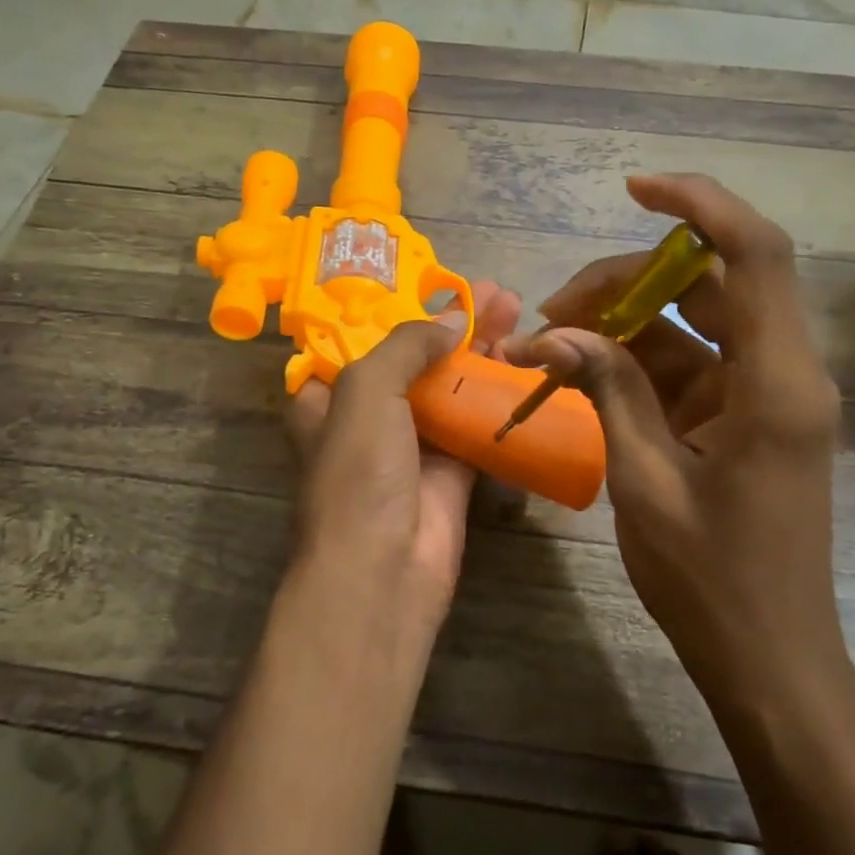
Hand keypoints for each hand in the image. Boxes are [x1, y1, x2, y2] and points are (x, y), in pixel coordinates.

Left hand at [285, 281, 523, 619]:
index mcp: (329, 397)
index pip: (363, 339)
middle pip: (417, 358)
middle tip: (497, 293)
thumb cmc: (359, 474)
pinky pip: (477, 421)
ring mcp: (413, 444)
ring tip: (518, 311)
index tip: (438, 284)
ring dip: (482, 351)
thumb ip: (407, 345)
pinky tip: (525, 362)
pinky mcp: (452, 470)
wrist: (384, 570)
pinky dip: (498, 393)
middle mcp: (369, 416)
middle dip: (455, 323)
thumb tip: (455, 320)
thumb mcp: (366, 391)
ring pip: (451, 385)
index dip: (400, 309)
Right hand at [506, 176, 845, 698]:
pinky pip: (688, 362)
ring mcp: (762, 393)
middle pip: (708, 282)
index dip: (699, 205)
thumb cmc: (711, 581)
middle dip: (626, 281)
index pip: (754, 254)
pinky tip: (582, 372)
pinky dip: (636, 360)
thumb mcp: (644, 481)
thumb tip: (557, 332)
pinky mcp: (744, 415)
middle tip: (555, 312)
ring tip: (554, 343)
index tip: (634, 190)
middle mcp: (780, 371)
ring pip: (692, 321)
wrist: (768, 657)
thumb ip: (609, 392)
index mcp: (775, 383)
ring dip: (624, 321)